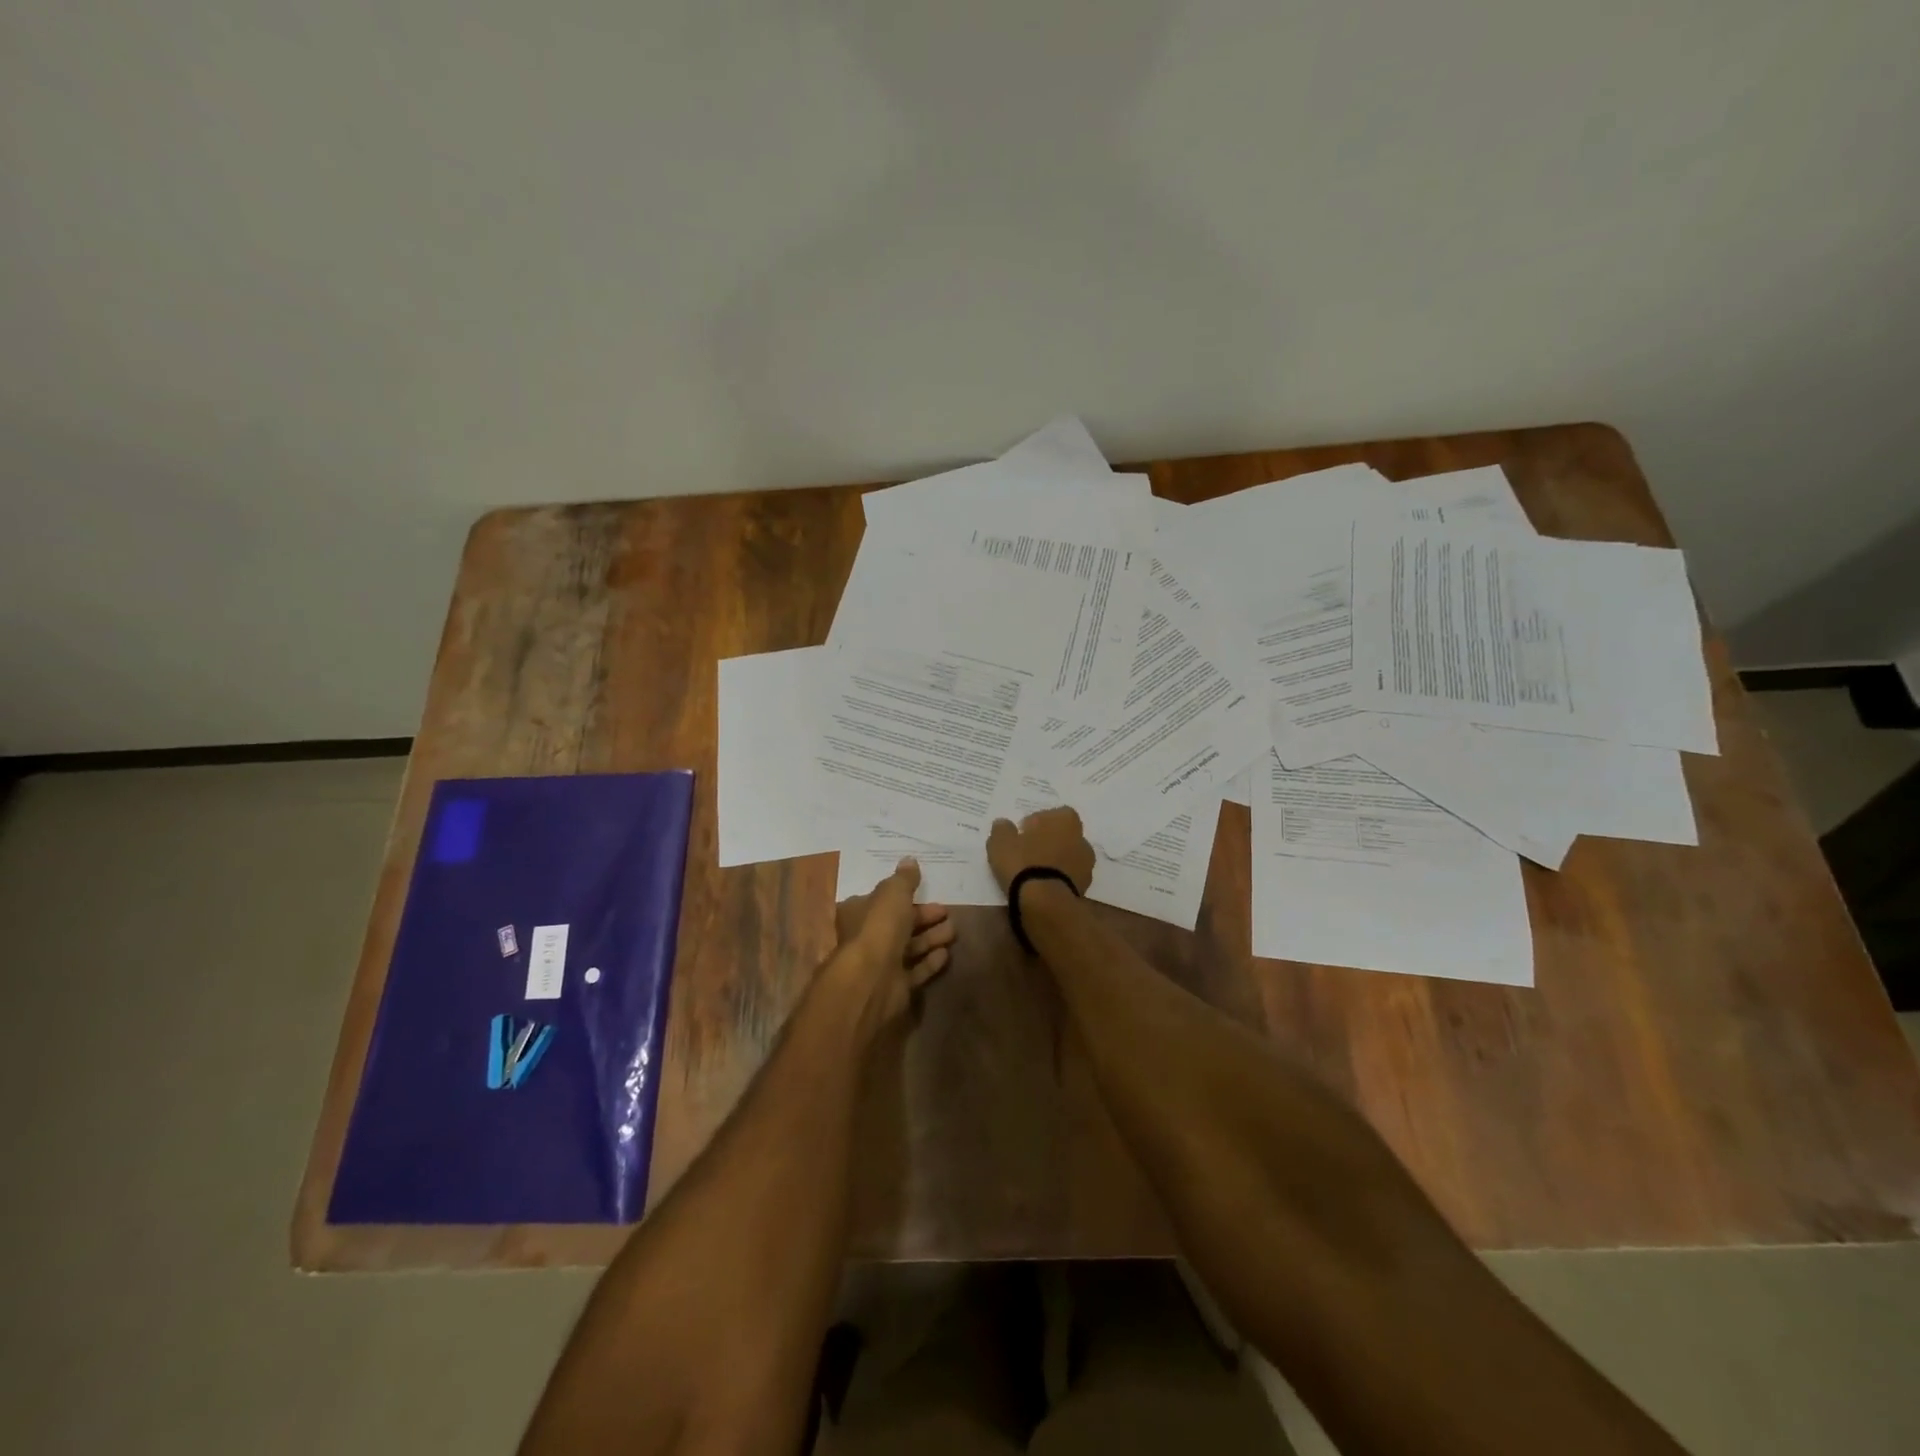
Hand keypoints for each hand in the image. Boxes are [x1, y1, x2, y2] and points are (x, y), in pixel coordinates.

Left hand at [832, 858, 955, 1023]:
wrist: (872, 980)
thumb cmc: (879, 928)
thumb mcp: (893, 893)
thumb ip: (903, 879)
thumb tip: (909, 860)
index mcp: (859, 913)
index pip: (882, 900)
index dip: (904, 895)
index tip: (926, 889)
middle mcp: (867, 938)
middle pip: (899, 924)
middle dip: (923, 917)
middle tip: (947, 911)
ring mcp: (881, 964)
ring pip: (910, 947)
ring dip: (931, 938)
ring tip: (953, 930)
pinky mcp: (896, 986)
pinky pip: (916, 971)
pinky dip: (930, 961)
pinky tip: (946, 954)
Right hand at [986, 807, 1095, 895]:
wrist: (1044, 902)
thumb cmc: (1023, 863)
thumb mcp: (1001, 842)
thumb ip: (1002, 829)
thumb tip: (1003, 823)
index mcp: (1066, 820)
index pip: (1052, 814)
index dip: (1037, 823)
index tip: (1022, 834)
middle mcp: (1082, 838)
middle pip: (1062, 836)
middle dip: (1048, 841)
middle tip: (1027, 852)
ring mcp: (1086, 864)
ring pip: (1067, 857)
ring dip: (1054, 861)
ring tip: (1033, 872)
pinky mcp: (1085, 887)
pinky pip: (1068, 877)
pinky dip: (1057, 878)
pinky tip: (1042, 886)